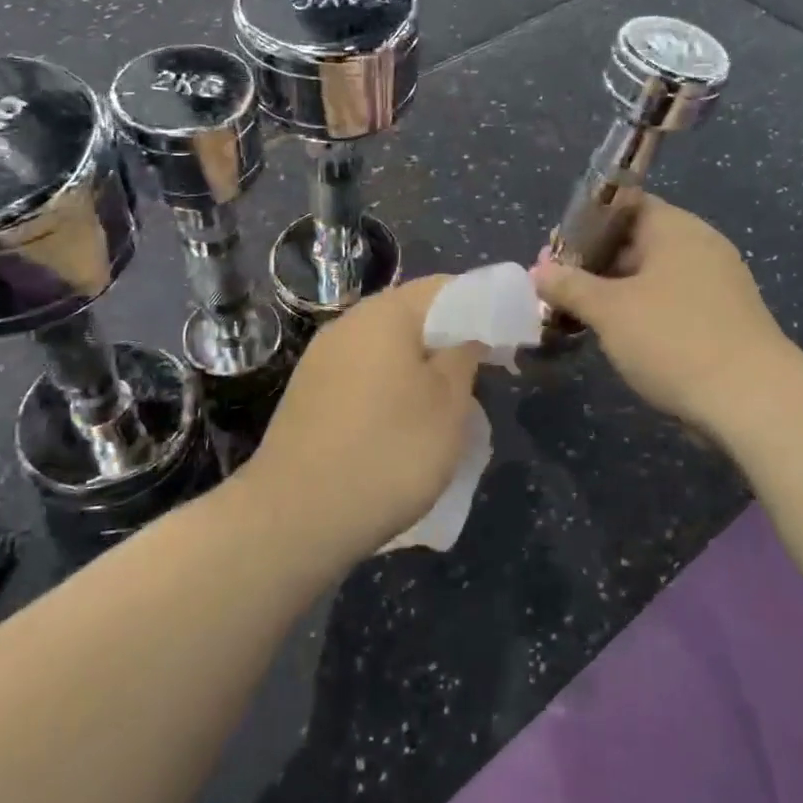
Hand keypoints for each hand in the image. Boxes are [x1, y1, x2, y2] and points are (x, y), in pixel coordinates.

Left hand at [244, 277, 481, 562]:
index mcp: (385, 313)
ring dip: (420, 367)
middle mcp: (348, 323)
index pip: (445, 286)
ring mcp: (321, 358)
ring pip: (386, 347)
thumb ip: (465, 354)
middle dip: (450, 339)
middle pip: (412, 315)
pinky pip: (362, 374)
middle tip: (481, 376)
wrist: (296, 516)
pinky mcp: (308, 393)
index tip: (507, 341)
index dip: (483, 307)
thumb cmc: (389, 452)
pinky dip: (390, 387)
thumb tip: (467, 332)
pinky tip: (400, 426)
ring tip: (445, 406)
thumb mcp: (449, 404)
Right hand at [533, 195, 802, 436]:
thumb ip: (568, 285)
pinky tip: (618, 337)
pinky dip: (641, 312)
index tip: (555, 251)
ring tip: (579, 315)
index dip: (584, 223)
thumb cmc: (672, 339)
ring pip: (652, 275)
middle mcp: (699, 246)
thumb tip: (539, 271)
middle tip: (558, 288)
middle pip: (635, 240)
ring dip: (614, 291)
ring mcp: (716, 283)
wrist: (752, 401)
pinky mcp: (723, 318)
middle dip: (593, 262)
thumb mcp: (608, 310)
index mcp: (675, 228)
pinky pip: (671, 302)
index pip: (623, 204)